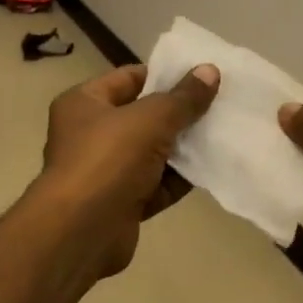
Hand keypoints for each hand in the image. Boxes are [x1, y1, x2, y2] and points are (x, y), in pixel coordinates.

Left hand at [33, 62, 219, 275]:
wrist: (81, 232)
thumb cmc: (108, 159)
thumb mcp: (151, 119)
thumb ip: (183, 97)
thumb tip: (210, 70)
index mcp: (84, 103)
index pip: (128, 78)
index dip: (163, 75)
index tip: (200, 76)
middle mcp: (89, 134)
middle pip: (142, 117)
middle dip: (178, 114)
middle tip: (219, 105)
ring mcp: (104, 171)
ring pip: (151, 153)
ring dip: (182, 148)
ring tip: (221, 136)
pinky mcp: (120, 204)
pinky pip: (155, 185)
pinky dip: (178, 181)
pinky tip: (210, 171)